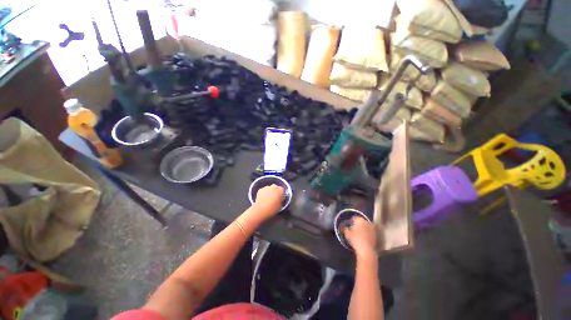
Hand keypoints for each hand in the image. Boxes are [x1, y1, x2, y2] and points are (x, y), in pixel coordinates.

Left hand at [252, 185, 284, 218]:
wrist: (261, 210)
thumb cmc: (272, 209)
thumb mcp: (280, 205)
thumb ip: (281, 199)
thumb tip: (280, 198)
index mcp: (280, 190)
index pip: (282, 189)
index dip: (281, 193)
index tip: (280, 196)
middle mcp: (274, 187)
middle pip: (275, 187)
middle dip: (275, 191)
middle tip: (273, 198)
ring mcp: (267, 187)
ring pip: (269, 188)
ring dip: (269, 192)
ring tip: (268, 199)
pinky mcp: (261, 189)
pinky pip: (263, 190)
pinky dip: (263, 193)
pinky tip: (263, 199)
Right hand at [342, 217, 377, 258]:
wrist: (366, 250)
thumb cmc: (355, 239)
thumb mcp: (347, 233)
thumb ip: (345, 228)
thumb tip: (344, 227)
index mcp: (360, 220)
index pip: (354, 218)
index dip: (351, 221)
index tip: (349, 225)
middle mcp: (367, 222)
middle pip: (361, 221)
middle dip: (358, 224)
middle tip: (353, 229)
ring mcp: (372, 228)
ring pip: (366, 226)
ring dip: (363, 229)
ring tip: (358, 234)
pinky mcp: (376, 235)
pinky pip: (369, 232)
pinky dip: (366, 234)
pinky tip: (363, 238)